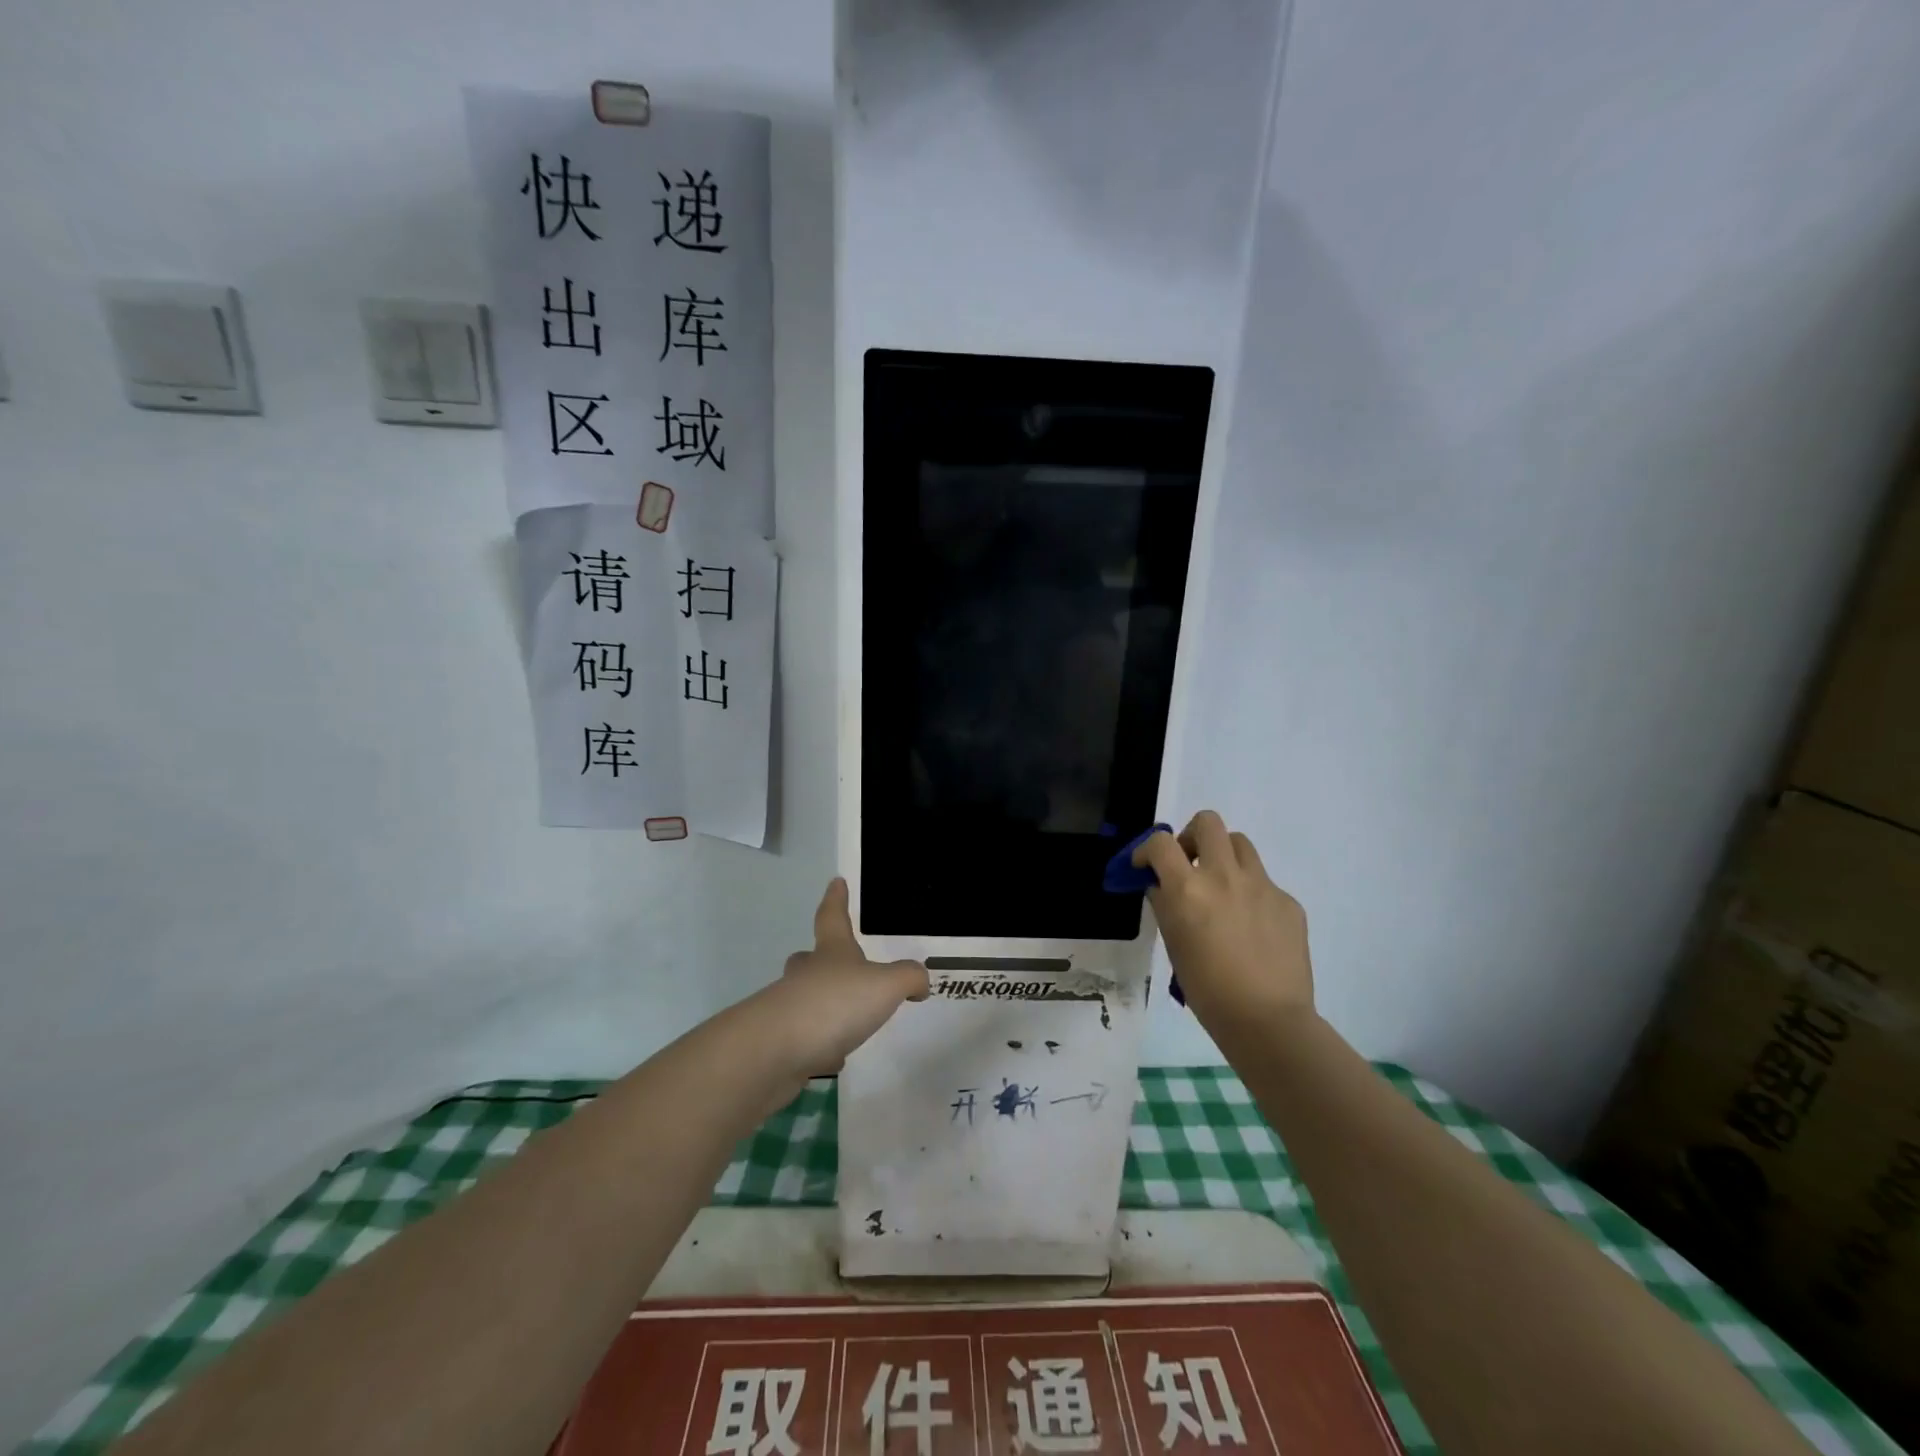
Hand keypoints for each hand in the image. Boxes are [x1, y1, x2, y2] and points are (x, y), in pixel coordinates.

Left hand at [759, 878, 928, 1080]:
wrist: (775, 1051)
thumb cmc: (834, 1003)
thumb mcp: (886, 985)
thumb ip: (908, 978)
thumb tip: (919, 980)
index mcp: (831, 952)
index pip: (833, 917)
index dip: (837, 899)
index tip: (836, 881)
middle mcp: (806, 975)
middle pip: (809, 958)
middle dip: (819, 958)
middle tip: (834, 963)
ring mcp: (788, 1009)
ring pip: (805, 999)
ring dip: (823, 1005)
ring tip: (848, 1020)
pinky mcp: (780, 1044)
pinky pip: (804, 1038)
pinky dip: (819, 1045)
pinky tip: (833, 1057)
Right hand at [1134, 811, 1313, 1026]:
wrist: (1268, 1020)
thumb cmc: (1207, 989)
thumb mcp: (1174, 943)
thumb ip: (1166, 905)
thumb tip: (1162, 887)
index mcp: (1189, 888)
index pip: (1161, 842)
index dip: (1147, 849)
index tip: (1145, 866)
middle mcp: (1224, 876)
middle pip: (1208, 822)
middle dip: (1192, 836)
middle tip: (1189, 863)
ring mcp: (1262, 886)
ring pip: (1240, 843)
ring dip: (1224, 856)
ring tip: (1220, 888)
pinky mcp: (1288, 901)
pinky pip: (1264, 882)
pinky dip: (1250, 892)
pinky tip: (1251, 927)